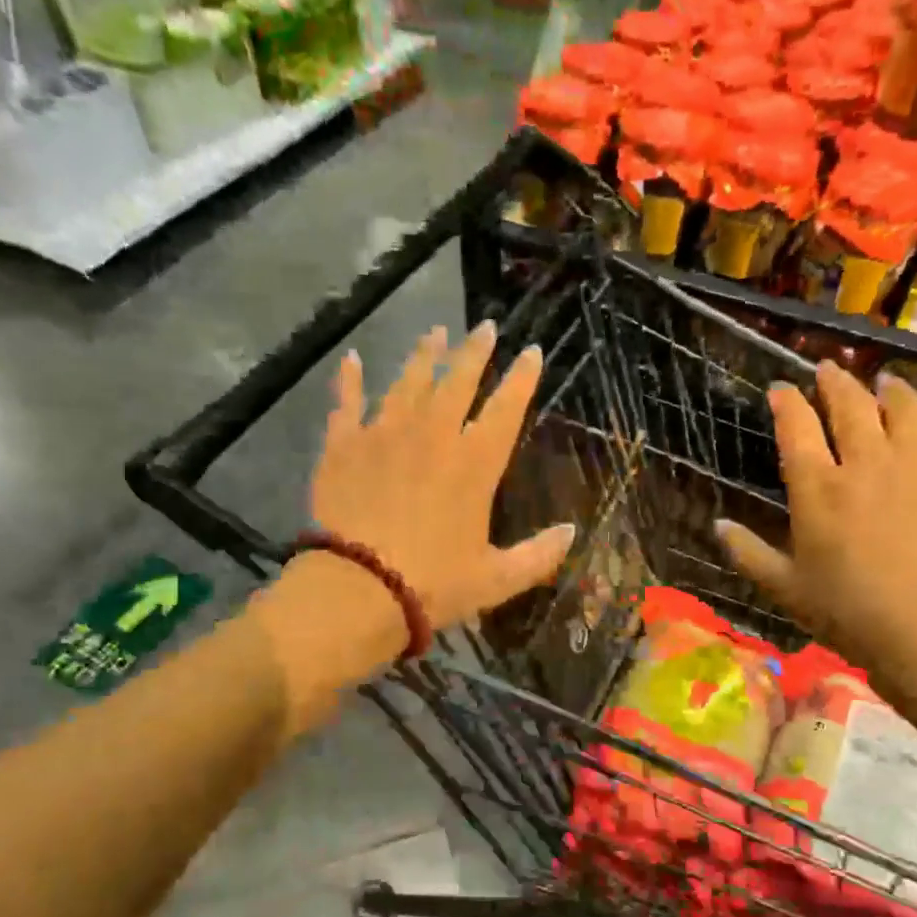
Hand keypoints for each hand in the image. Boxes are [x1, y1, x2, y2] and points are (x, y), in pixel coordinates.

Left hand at [251, 323, 574, 729]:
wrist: (357, 590)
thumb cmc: (433, 585)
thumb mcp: (497, 579)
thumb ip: (539, 555)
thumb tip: (573, 531)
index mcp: (474, 464)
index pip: (506, 409)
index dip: (522, 378)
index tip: (532, 352)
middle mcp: (432, 436)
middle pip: (458, 382)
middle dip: (475, 352)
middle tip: (486, 326)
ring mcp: (384, 435)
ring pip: (408, 382)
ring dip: (424, 356)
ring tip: (435, 333)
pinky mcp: (343, 447)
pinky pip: (347, 403)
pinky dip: (350, 380)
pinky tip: (353, 359)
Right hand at [714, 362, 916, 695]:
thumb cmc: (845, 610)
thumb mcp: (783, 587)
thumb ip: (748, 552)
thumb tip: (717, 526)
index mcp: (818, 487)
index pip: (797, 426)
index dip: (786, 401)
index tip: (779, 388)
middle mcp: (866, 462)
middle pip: (849, 404)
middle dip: (834, 381)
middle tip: (828, 369)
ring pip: (904, 407)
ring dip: (888, 390)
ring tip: (883, 382)